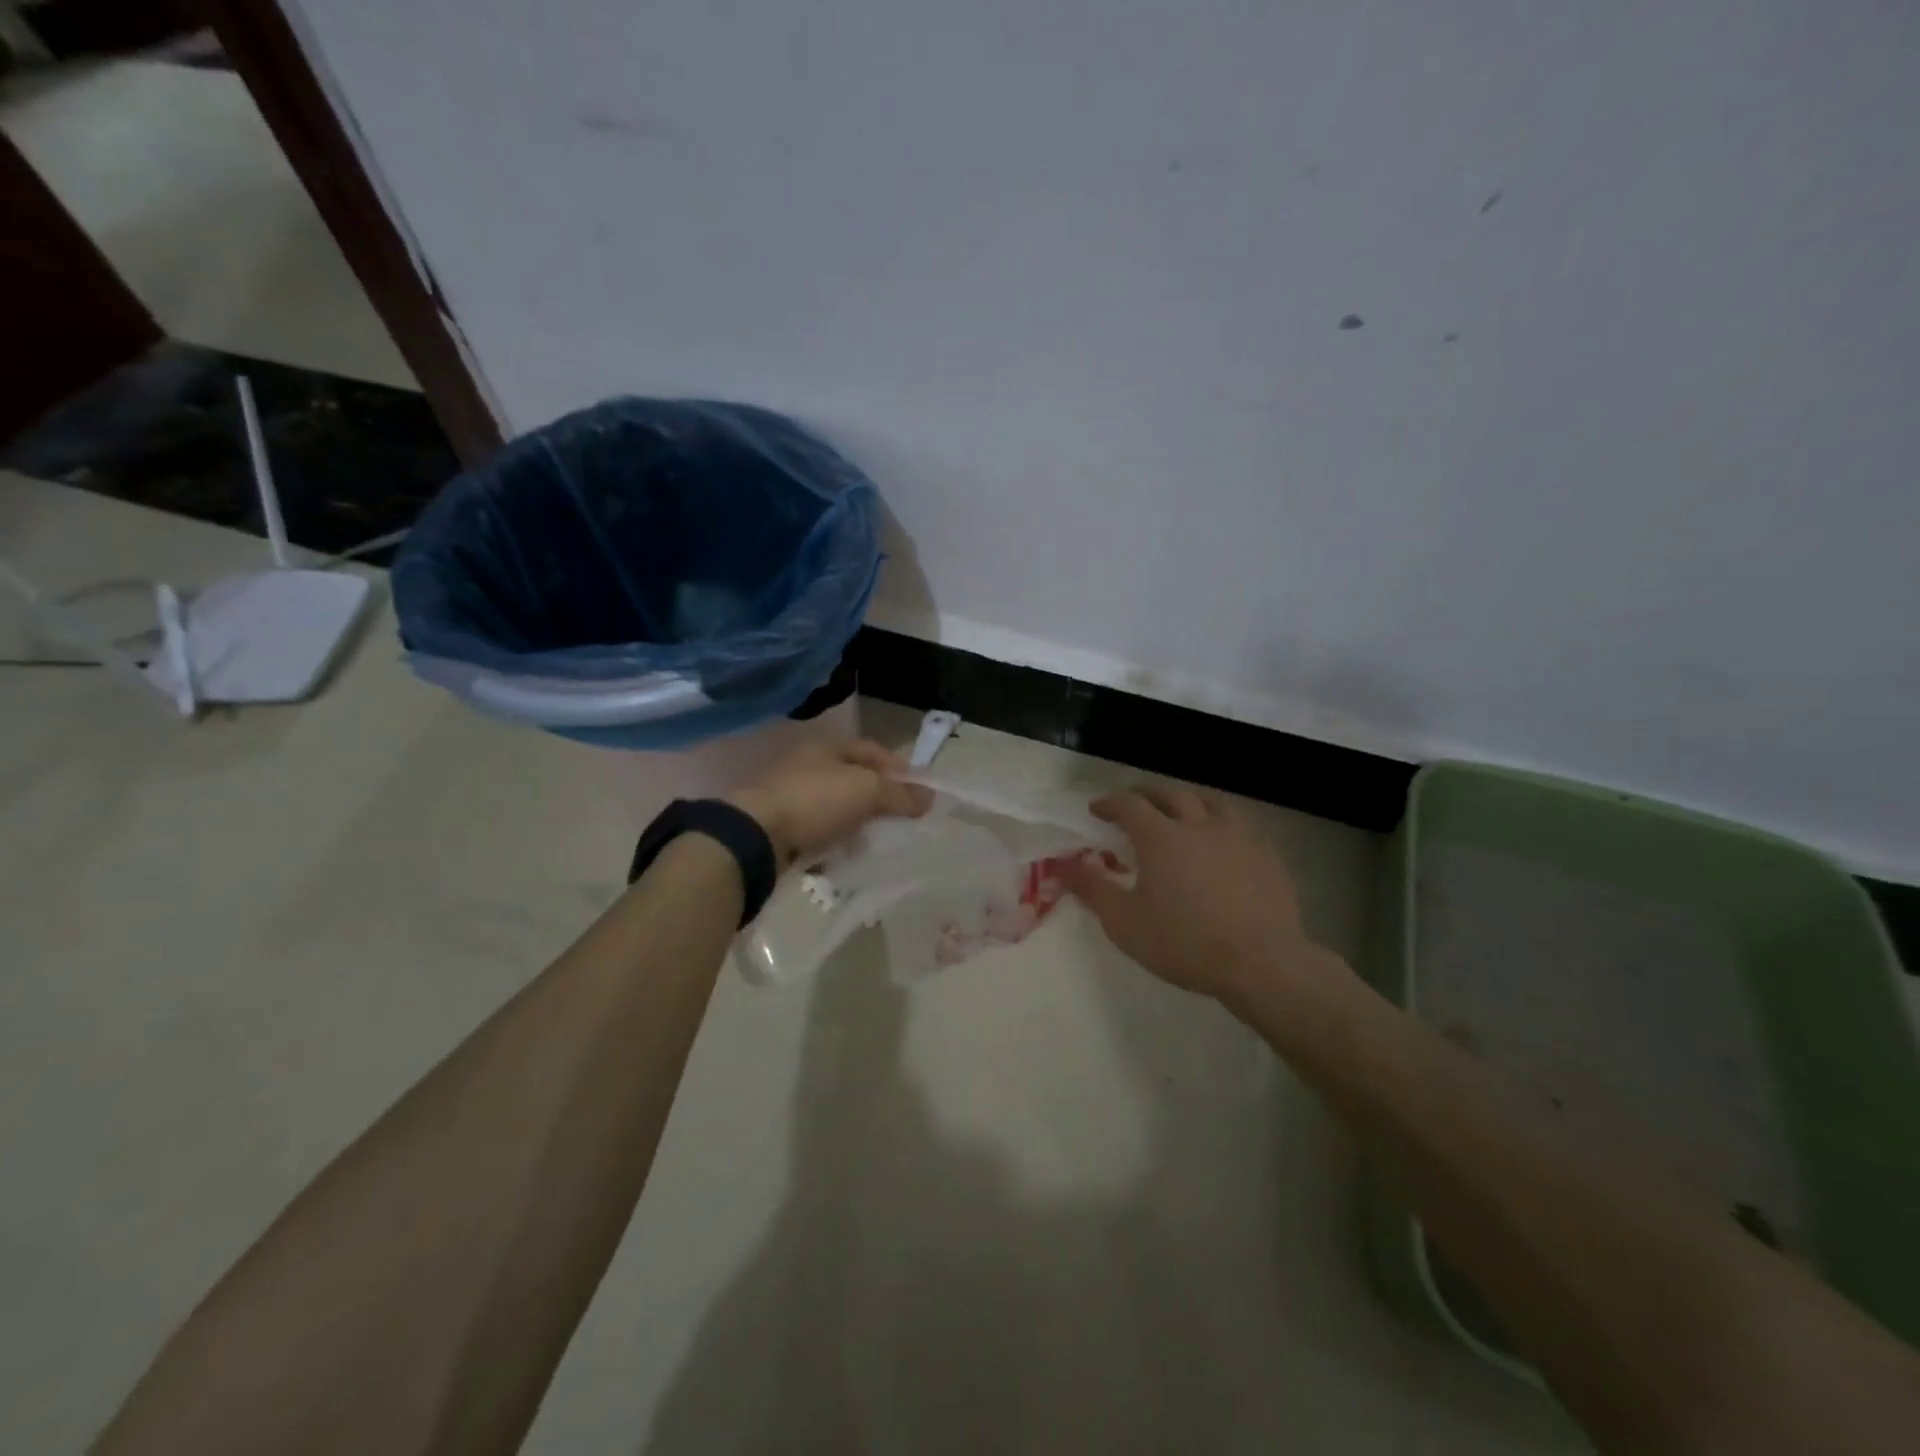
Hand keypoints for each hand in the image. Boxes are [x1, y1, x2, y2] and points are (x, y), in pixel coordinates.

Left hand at [727, 739, 932, 870]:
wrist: (755, 836)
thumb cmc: (815, 801)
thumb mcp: (867, 792)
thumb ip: (900, 794)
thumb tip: (930, 797)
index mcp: (827, 747)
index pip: (872, 751)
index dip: (899, 769)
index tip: (919, 793)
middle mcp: (807, 765)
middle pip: (853, 780)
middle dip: (878, 800)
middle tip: (899, 820)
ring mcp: (790, 796)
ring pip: (835, 807)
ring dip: (855, 823)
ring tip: (874, 842)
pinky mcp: (779, 826)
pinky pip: (817, 831)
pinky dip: (833, 841)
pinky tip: (844, 855)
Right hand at [1060, 786, 1358, 1022]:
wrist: (1260, 963)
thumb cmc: (1185, 943)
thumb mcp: (1125, 923)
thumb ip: (1093, 889)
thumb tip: (1065, 866)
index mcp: (1161, 837)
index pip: (1129, 806)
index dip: (1110, 804)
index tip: (1097, 809)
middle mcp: (1199, 825)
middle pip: (1171, 794)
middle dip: (1148, 794)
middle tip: (1136, 801)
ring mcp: (1238, 837)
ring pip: (1212, 802)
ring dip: (1189, 800)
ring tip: (1182, 809)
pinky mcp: (1267, 855)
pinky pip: (1241, 825)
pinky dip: (1222, 823)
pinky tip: (1224, 840)